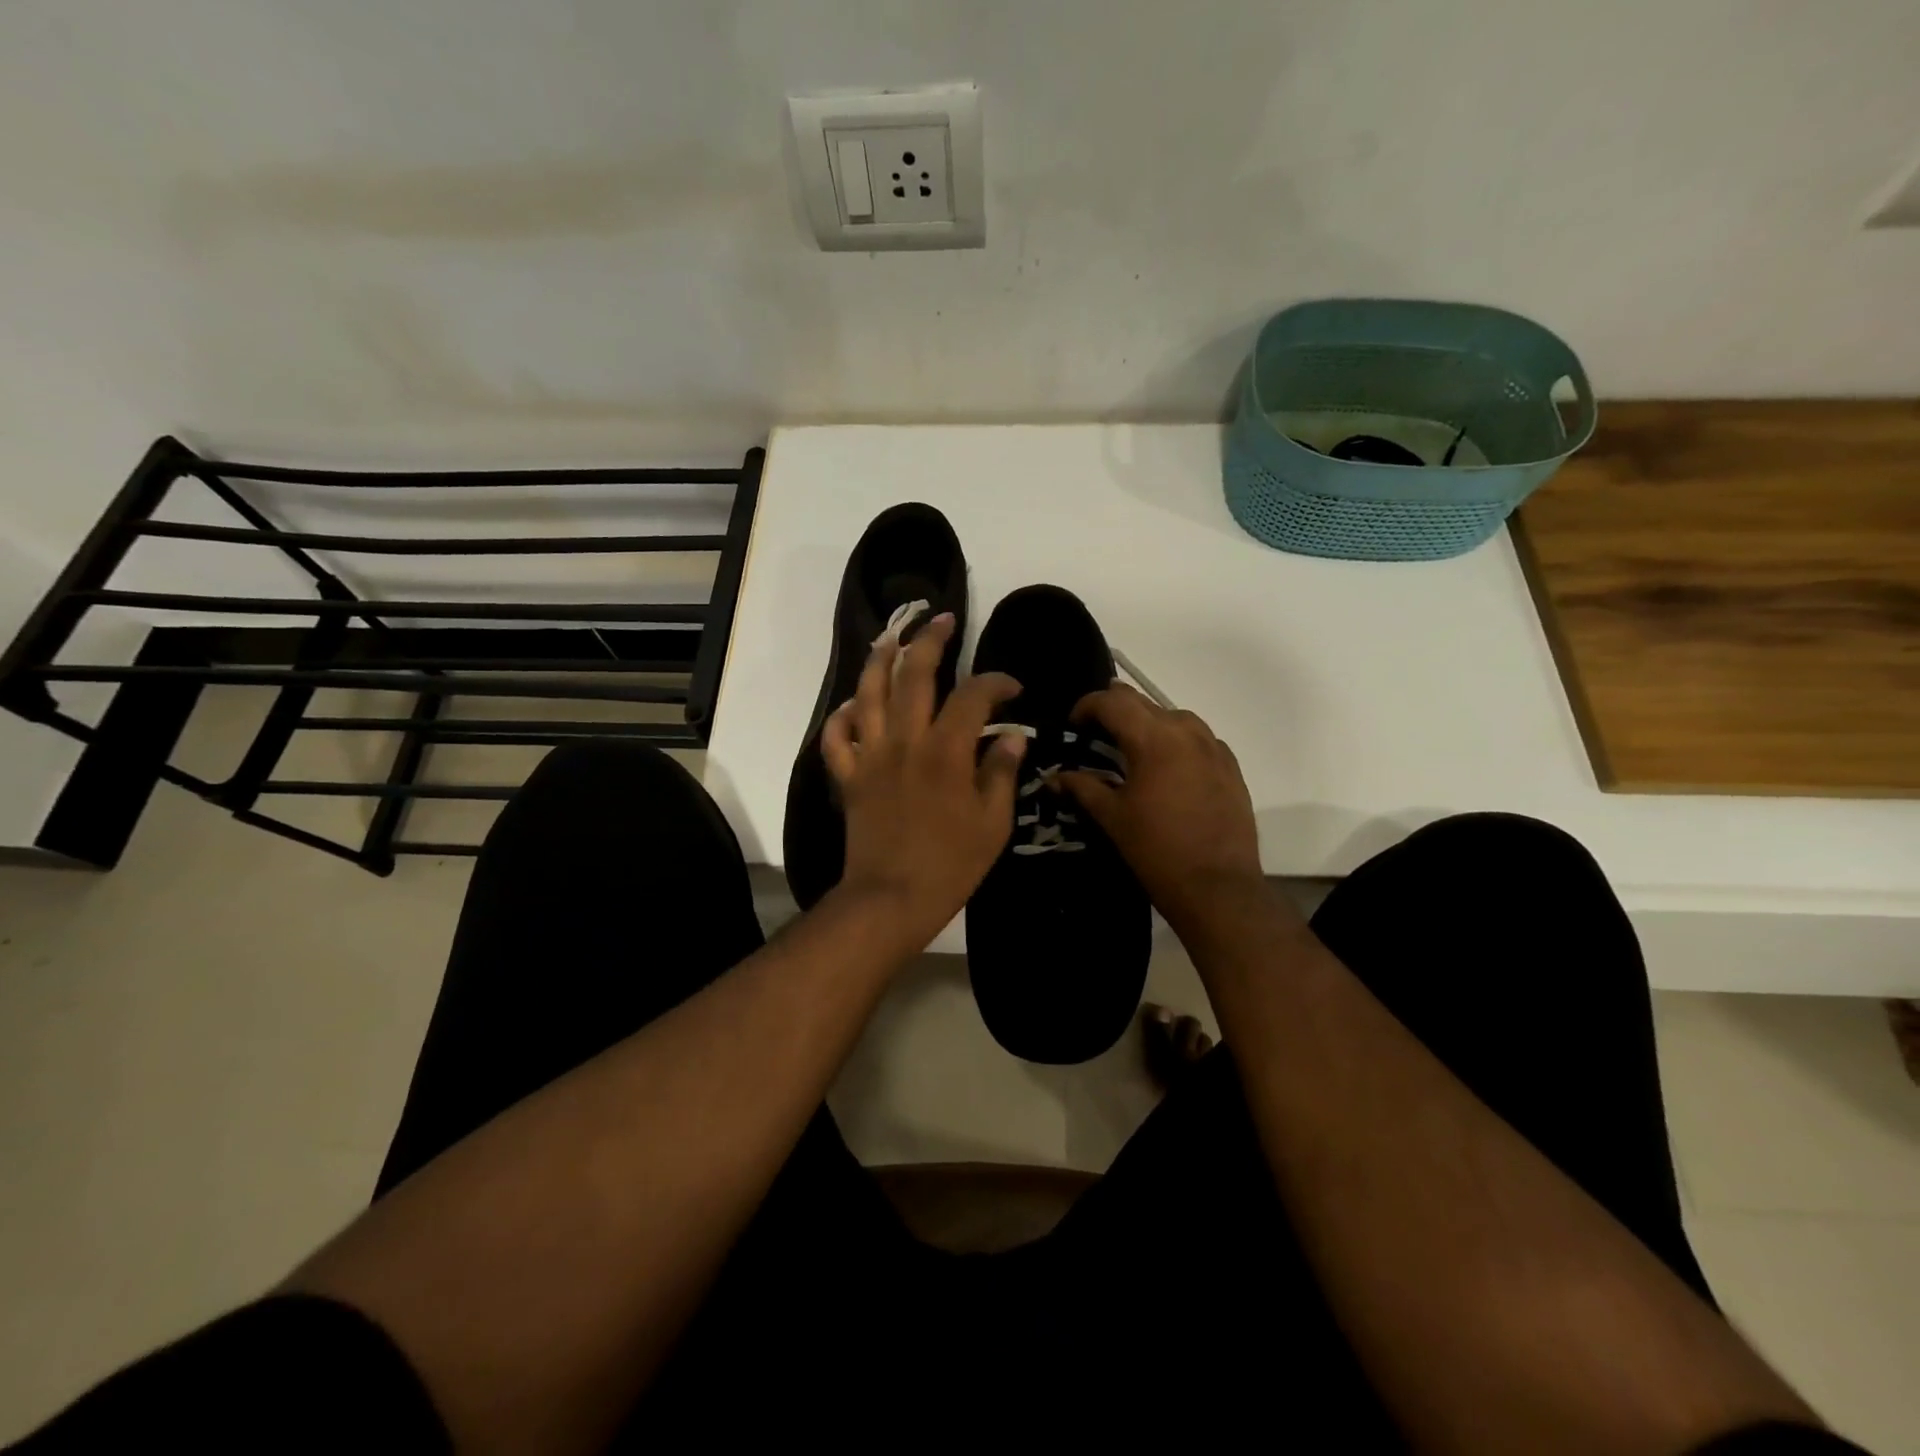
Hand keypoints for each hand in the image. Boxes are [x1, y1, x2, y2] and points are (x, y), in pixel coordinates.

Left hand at [821, 613, 1025, 947]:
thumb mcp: (993, 823)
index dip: (995, 682)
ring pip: (869, 693)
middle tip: (943, 620)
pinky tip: (853, 706)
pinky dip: (841, 717)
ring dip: (880, 660)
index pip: (973, 697)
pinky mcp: (849, 776)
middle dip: (930, 640)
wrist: (891, 898)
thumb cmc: (951, 864)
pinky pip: (836, 737)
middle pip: (914, 674)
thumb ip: (1001, 773)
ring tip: (891, 637)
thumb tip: (1013, 736)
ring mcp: (871, 756)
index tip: (1011, 688)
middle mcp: (905, 741)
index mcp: (946, 751)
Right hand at [1056, 683, 1265, 932]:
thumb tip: (1055, 777)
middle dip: (1115, 710)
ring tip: (1131, 747)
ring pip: (1174, 716)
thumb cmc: (1156, 850)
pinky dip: (1176, 741)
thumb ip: (1082, 788)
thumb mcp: (1112, 817)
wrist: (1217, 888)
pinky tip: (1167, 766)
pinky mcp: (1231, 767)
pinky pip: (1199, 739)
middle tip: (1095, 732)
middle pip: (1143, 702)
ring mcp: (1213, 748)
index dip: (1087, 706)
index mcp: (1153, 739)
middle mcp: (1186, 732)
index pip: (1113, 702)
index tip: (1072, 724)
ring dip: (1147, 722)